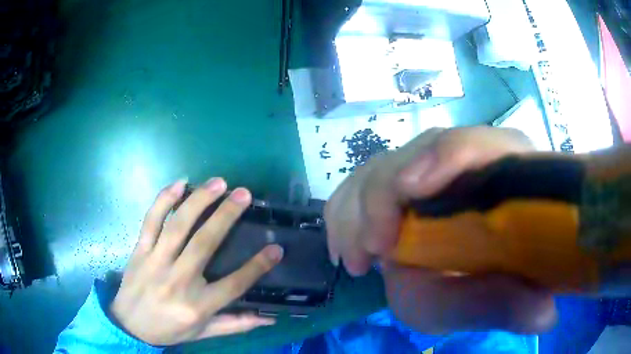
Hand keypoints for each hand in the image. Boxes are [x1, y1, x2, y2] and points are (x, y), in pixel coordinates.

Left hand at [110, 178, 283, 345]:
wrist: (129, 326)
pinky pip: (151, 221)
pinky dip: (163, 200)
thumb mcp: (204, 333)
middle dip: (226, 216)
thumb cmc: (168, 330)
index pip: (234, 284)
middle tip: (244, 194)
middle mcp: (178, 280)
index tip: (276, 249)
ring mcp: (156, 261)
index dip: (257, 266)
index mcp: (197, 305)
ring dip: (199, 200)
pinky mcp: (140, 250)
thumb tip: (269, 318)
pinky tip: (178, 184)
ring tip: (218, 183)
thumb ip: (236, 324)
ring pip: (178, 226)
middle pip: (205, 243)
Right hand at [324, 126, 556, 333]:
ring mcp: (431, 169)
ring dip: (357, 208)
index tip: (408, 193)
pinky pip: (363, 180)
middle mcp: (467, 160)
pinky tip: (346, 245)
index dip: (444, 157)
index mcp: (505, 171)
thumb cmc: (482, 286)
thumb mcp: (488, 303)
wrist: (469, 276)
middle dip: (383, 195)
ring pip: (384, 164)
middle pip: (419, 150)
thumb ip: (511, 305)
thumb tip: (545, 313)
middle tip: (368, 252)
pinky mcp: (401, 182)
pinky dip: (347, 211)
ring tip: (355, 260)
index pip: (476, 142)